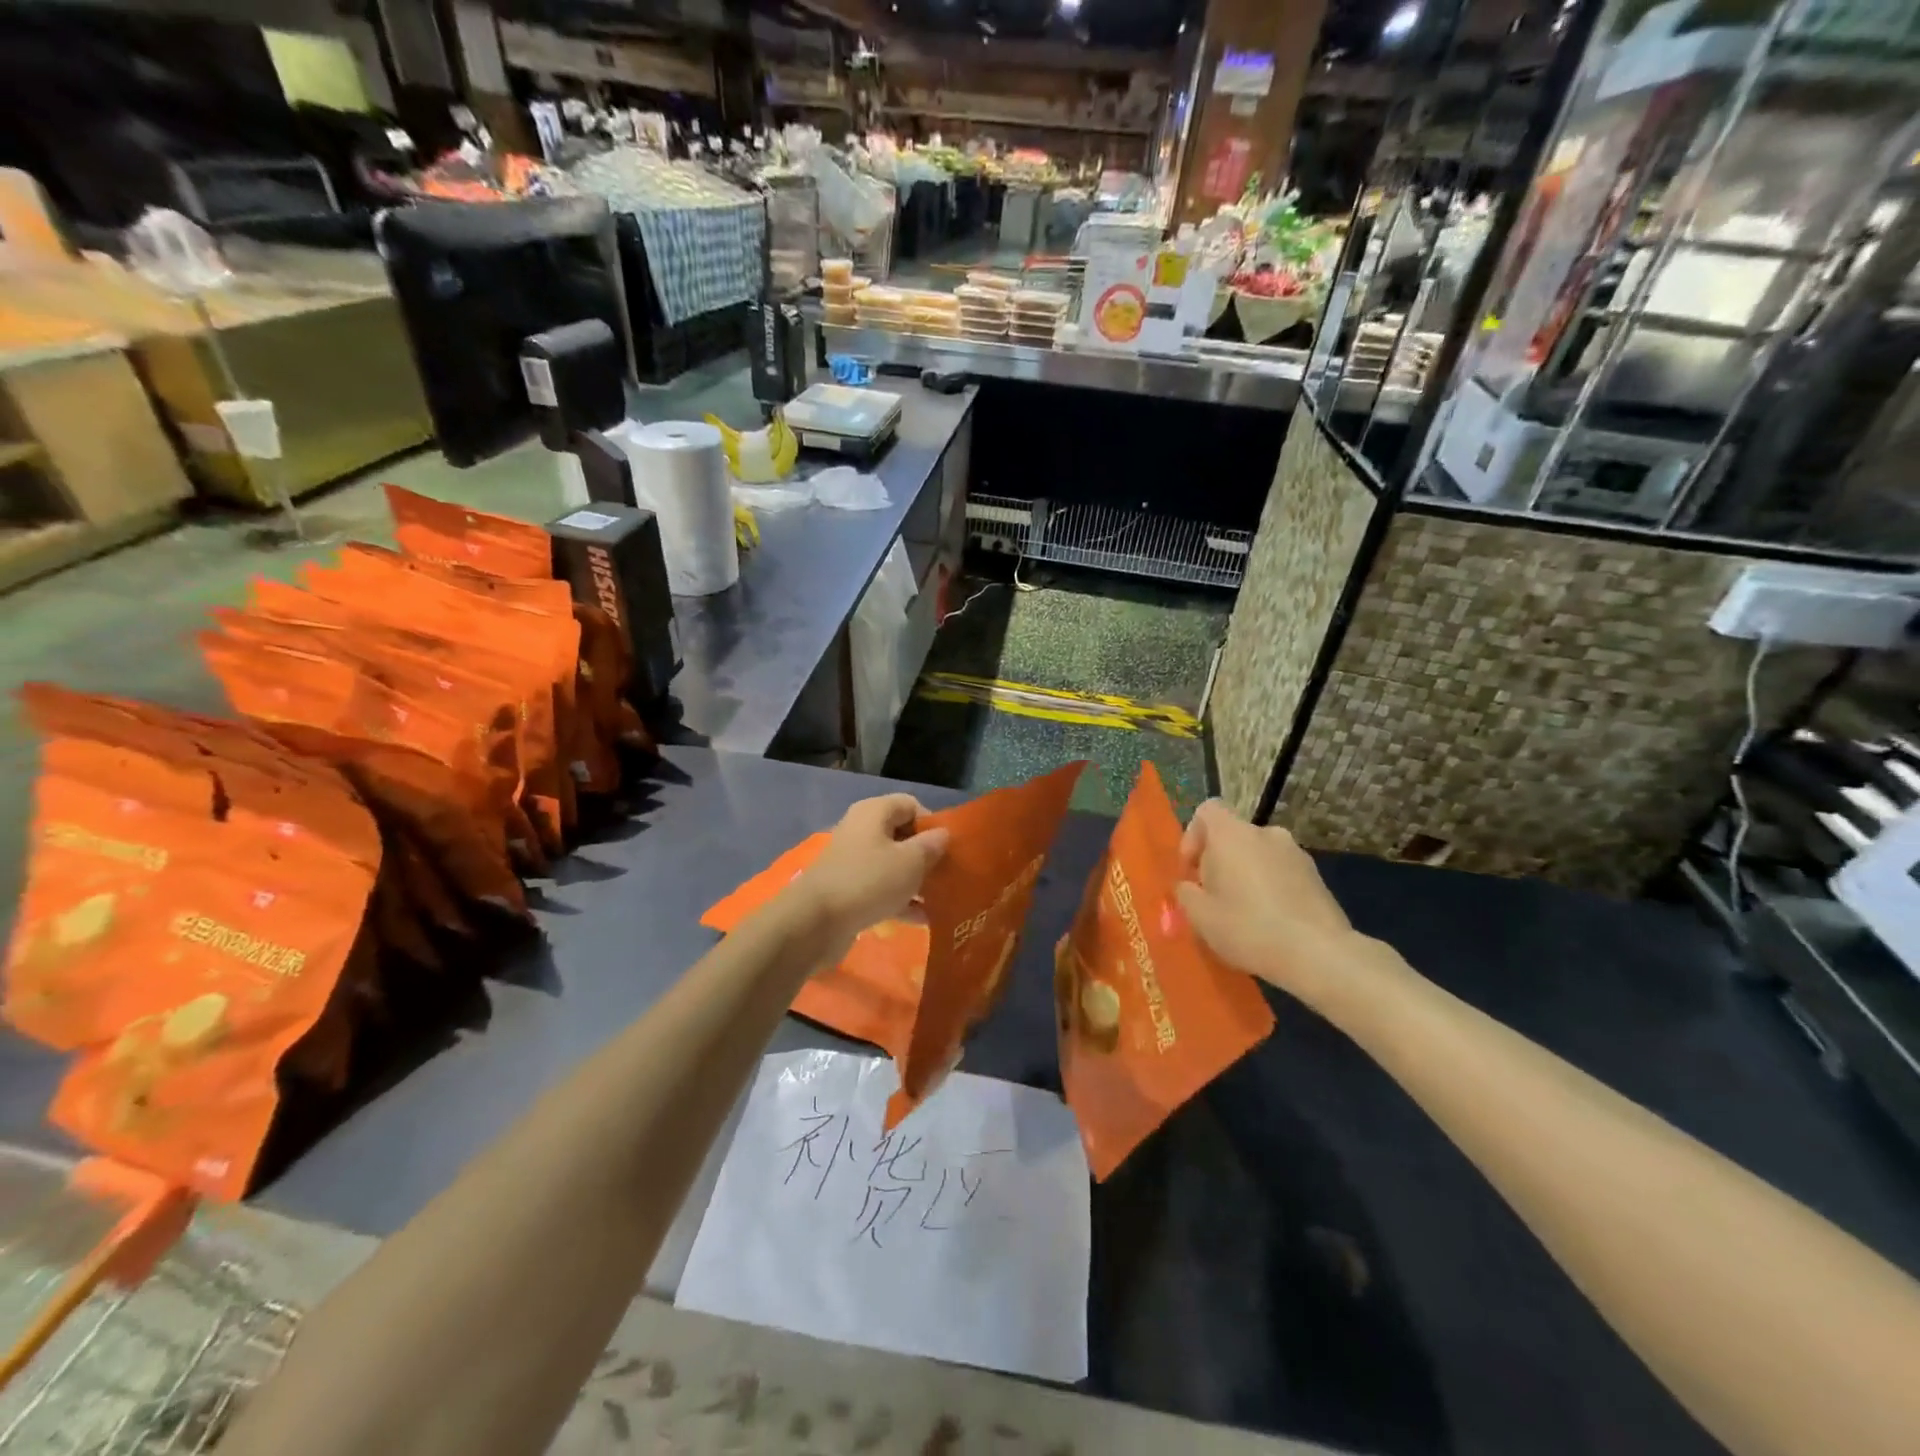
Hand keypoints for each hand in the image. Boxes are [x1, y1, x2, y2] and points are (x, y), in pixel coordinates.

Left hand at [786, 794, 949, 951]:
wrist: (815, 922)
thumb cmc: (869, 881)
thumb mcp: (910, 862)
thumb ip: (932, 846)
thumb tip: (943, 835)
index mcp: (874, 812)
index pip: (911, 805)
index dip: (933, 823)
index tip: (950, 848)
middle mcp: (862, 830)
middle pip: (902, 835)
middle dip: (927, 855)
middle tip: (950, 875)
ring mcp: (853, 861)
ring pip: (893, 865)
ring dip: (916, 880)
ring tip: (942, 899)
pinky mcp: (848, 890)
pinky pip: (881, 889)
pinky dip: (900, 900)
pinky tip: (923, 919)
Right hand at [1174, 799, 1404, 1019]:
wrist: (1319, 953)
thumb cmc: (1248, 928)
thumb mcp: (1200, 916)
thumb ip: (1186, 893)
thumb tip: (1189, 886)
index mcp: (1232, 834)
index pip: (1207, 810)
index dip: (1193, 836)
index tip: (1192, 870)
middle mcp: (1265, 833)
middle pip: (1233, 835)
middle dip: (1219, 861)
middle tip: (1214, 898)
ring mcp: (1296, 853)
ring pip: (1258, 855)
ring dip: (1246, 875)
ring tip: (1243, 913)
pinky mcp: (1316, 875)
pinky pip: (1281, 872)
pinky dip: (1270, 887)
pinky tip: (1270, 921)